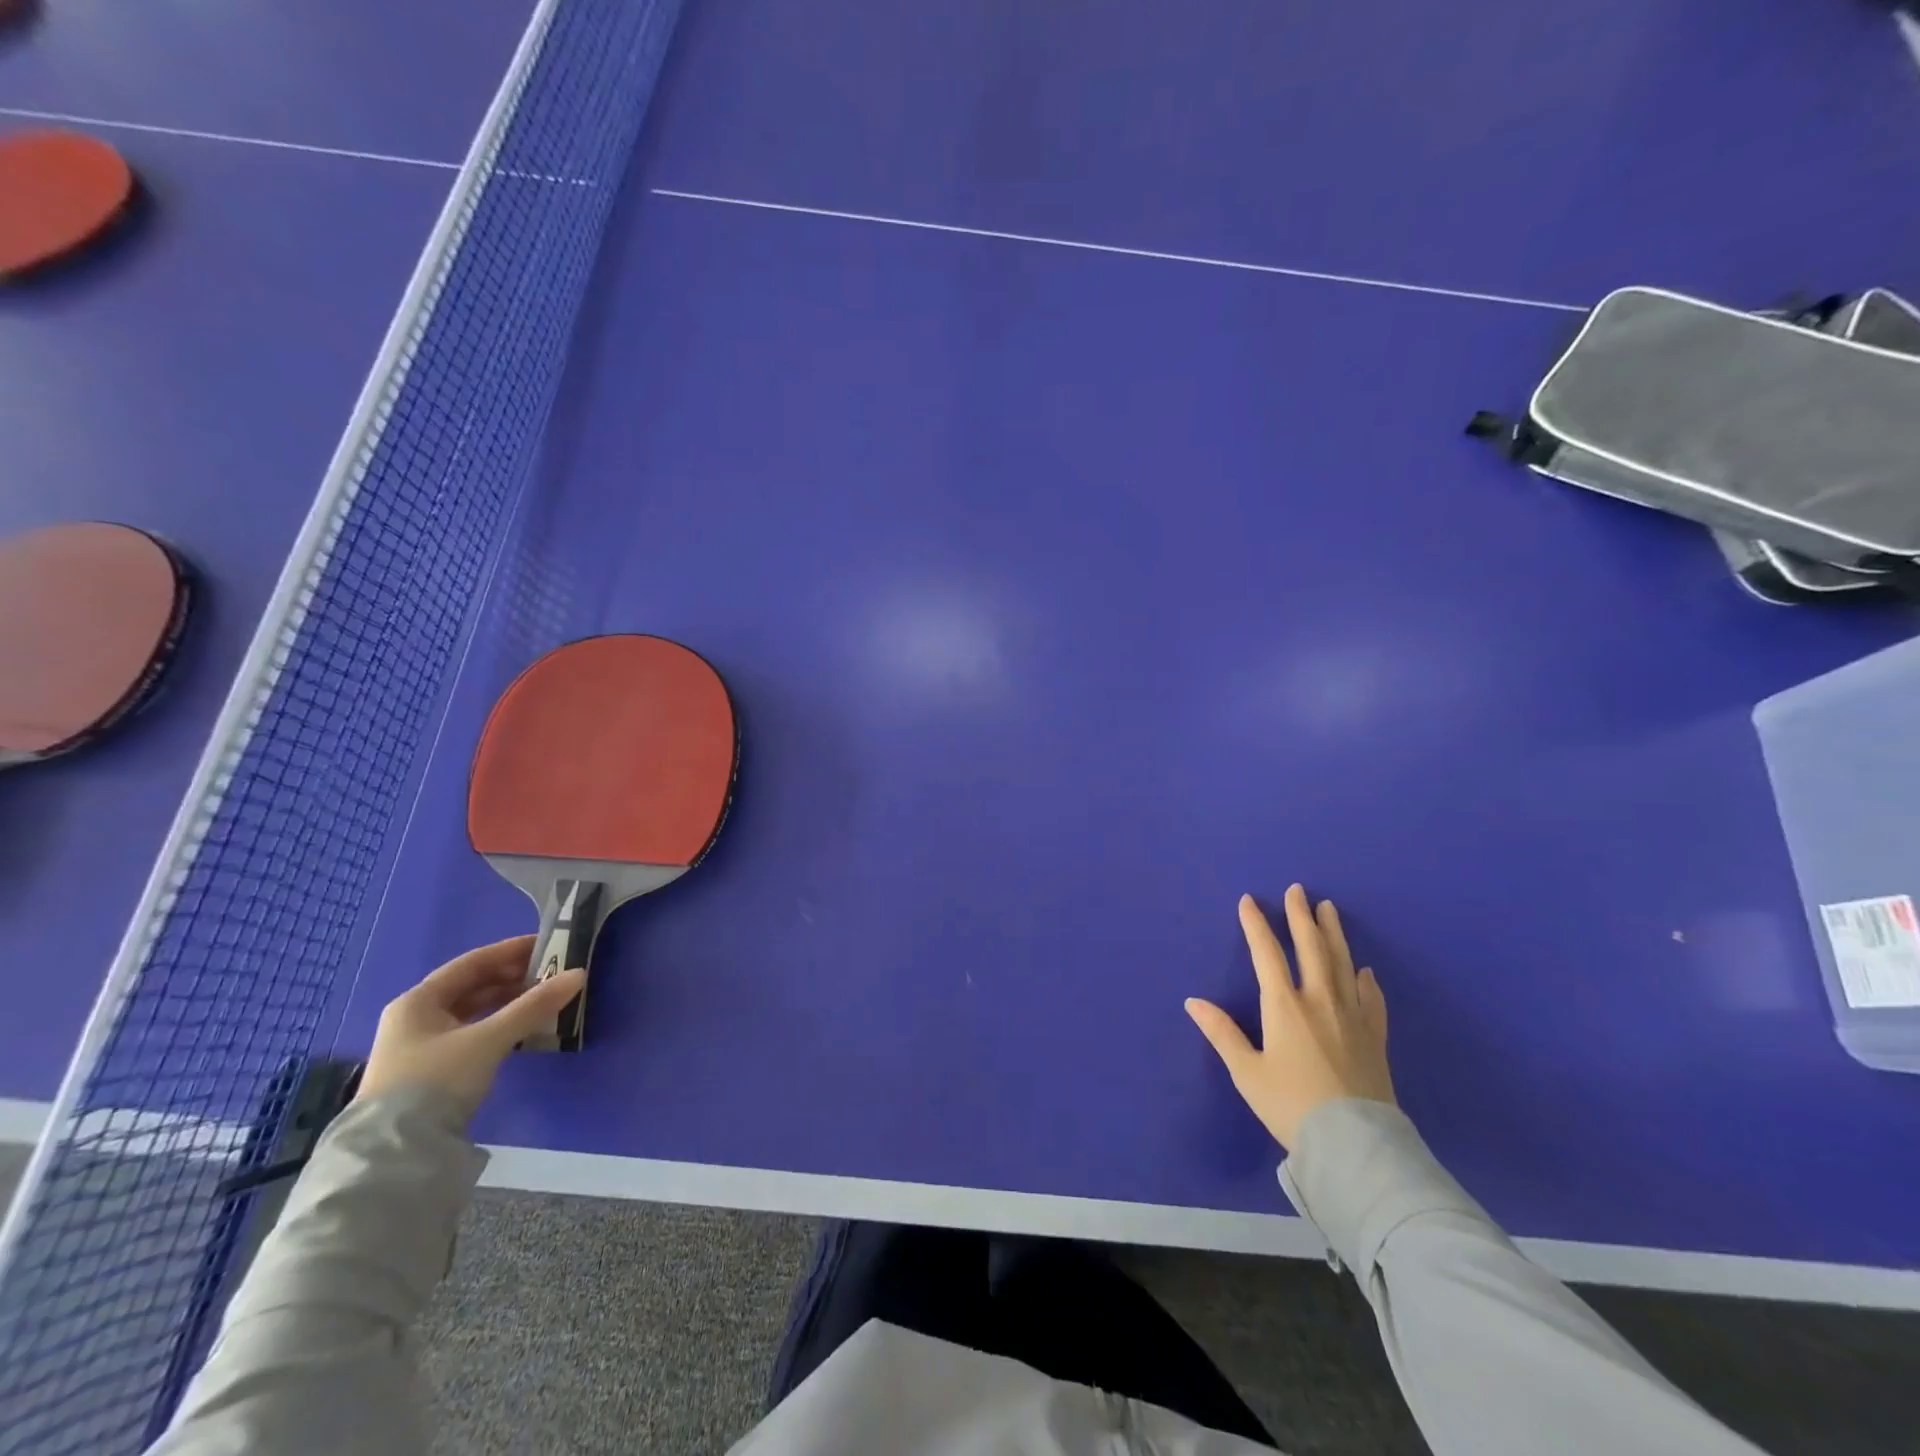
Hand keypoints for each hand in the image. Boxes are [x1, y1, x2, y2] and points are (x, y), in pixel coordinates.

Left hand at [358, 936, 585, 1120]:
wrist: (395, 1153)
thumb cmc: (436, 1081)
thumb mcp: (489, 1039)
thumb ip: (534, 1006)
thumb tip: (579, 974)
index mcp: (418, 1001)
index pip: (472, 962)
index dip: (511, 950)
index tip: (548, 945)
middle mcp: (415, 1018)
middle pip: (471, 986)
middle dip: (513, 977)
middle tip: (551, 972)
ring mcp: (420, 1046)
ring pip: (472, 1010)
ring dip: (508, 1002)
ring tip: (544, 998)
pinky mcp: (431, 1070)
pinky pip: (472, 1032)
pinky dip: (498, 1024)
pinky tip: (522, 1027)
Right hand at [1186, 885, 1394, 1150]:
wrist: (1353, 1144)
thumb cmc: (1291, 1106)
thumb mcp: (1247, 1072)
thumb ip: (1221, 1033)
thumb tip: (1193, 1002)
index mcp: (1284, 1006)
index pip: (1267, 953)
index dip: (1256, 925)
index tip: (1249, 901)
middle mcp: (1319, 1000)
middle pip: (1310, 948)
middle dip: (1300, 916)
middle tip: (1297, 890)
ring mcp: (1352, 1016)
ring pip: (1342, 963)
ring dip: (1333, 933)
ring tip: (1329, 909)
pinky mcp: (1374, 1037)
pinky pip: (1372, 1000)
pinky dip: (1367, 981)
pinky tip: (1365, 970)